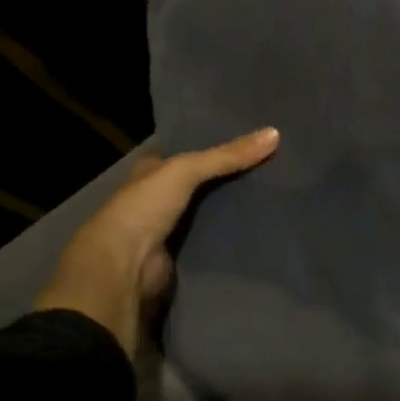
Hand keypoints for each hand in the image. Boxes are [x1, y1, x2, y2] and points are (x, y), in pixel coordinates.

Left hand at [35, 127, 279, 356]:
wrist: (125, 267)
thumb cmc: (144, 208)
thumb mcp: (185, 170)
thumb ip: (227, 155)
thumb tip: (275, 133)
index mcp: (150, 173)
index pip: (184, 154)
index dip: (211, 147)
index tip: (248, 142)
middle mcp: (157, 199)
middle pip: (199, 184)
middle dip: (228, 179)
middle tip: (271, 169)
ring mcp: (169, 231)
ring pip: (208, 213)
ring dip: (232, 210)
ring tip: (274, 198)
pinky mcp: (182, 258)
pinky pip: (212, 242)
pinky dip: (230, 238)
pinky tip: (260, 230)